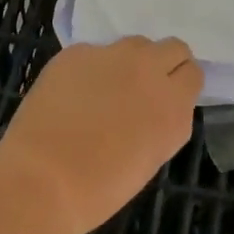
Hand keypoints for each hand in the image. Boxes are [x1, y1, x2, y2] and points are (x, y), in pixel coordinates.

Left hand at [0, 36, 203, 233]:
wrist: (41, 181)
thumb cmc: (99, 189)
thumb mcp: (151, 158)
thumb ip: (165, 122)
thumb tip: (160, 105)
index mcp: (172, 103)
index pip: (193, 73)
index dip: (180, 85)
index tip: (166, 98)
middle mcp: (149, 70)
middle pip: (173, 47)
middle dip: (162, 64)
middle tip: (142, 88)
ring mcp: (112, 55)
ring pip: (135, 44)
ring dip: (130, 61)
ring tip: (106, 90)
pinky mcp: (78, 52)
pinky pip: (94, 53)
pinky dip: (90, 69)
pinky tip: (71, 95)